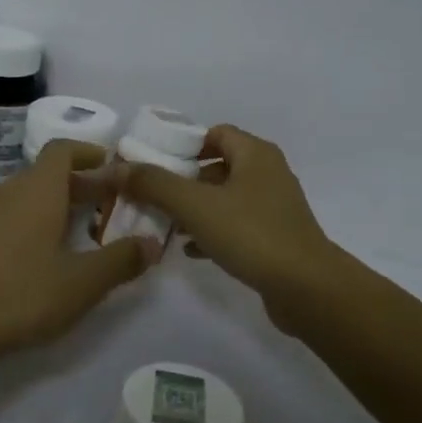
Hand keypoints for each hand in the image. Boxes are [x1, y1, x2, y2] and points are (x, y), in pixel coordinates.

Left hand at [0, 141, 159, 362]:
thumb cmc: (21, 295)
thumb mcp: (82, 283)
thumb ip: (121, 260)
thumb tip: (153, 243)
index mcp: (38, 190)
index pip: (62, 149)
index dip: (89, 152)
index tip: (113, 167)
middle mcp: (9, 191)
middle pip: (47, 173)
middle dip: (81, 184)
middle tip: (109, 205)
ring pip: (27, 196)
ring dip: (56, 204)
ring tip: (80, 232)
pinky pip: (9, 216)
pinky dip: (32, 222)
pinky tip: (42, 256)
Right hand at [120, 125, 340, 330]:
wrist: (307, 288)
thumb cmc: (251, 234)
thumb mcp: (195, 205)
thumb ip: (153, 184)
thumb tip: (114, 168)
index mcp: (255, 154)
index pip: (214, 133)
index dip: (182, 145)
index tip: (152, 163)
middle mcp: (268, 173)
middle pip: (217, 166)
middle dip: (182, 180)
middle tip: (151, 196)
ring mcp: (274, 207)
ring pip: (224, 198)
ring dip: (195, 209)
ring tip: (164, 224)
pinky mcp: (275, 237)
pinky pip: (235, 225)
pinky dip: (211, 232)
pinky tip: (190, 250)